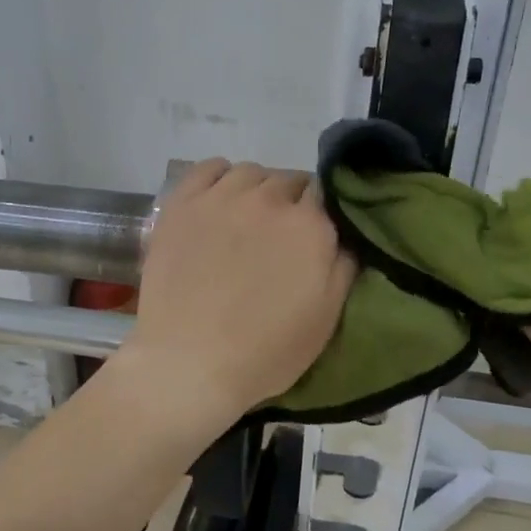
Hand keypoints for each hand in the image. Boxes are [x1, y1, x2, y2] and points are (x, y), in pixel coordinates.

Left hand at [120, 160, 355, 425]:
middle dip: (290, 202)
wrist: (188, 362)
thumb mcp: (326, 317)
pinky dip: (219, 176)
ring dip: (257, 189)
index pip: (326, 193)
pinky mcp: (182, 203)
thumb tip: (348, 233)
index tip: (314, 234)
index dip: (322, 212)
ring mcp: (221, 197)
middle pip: (288, 181)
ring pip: (251, 173)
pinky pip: (208, 168)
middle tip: (279, 236)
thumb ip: (344, 265)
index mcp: (309, 225)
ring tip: (247, 219)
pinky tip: (219, 199)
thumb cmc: (264, 351)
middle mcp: (268, 199)